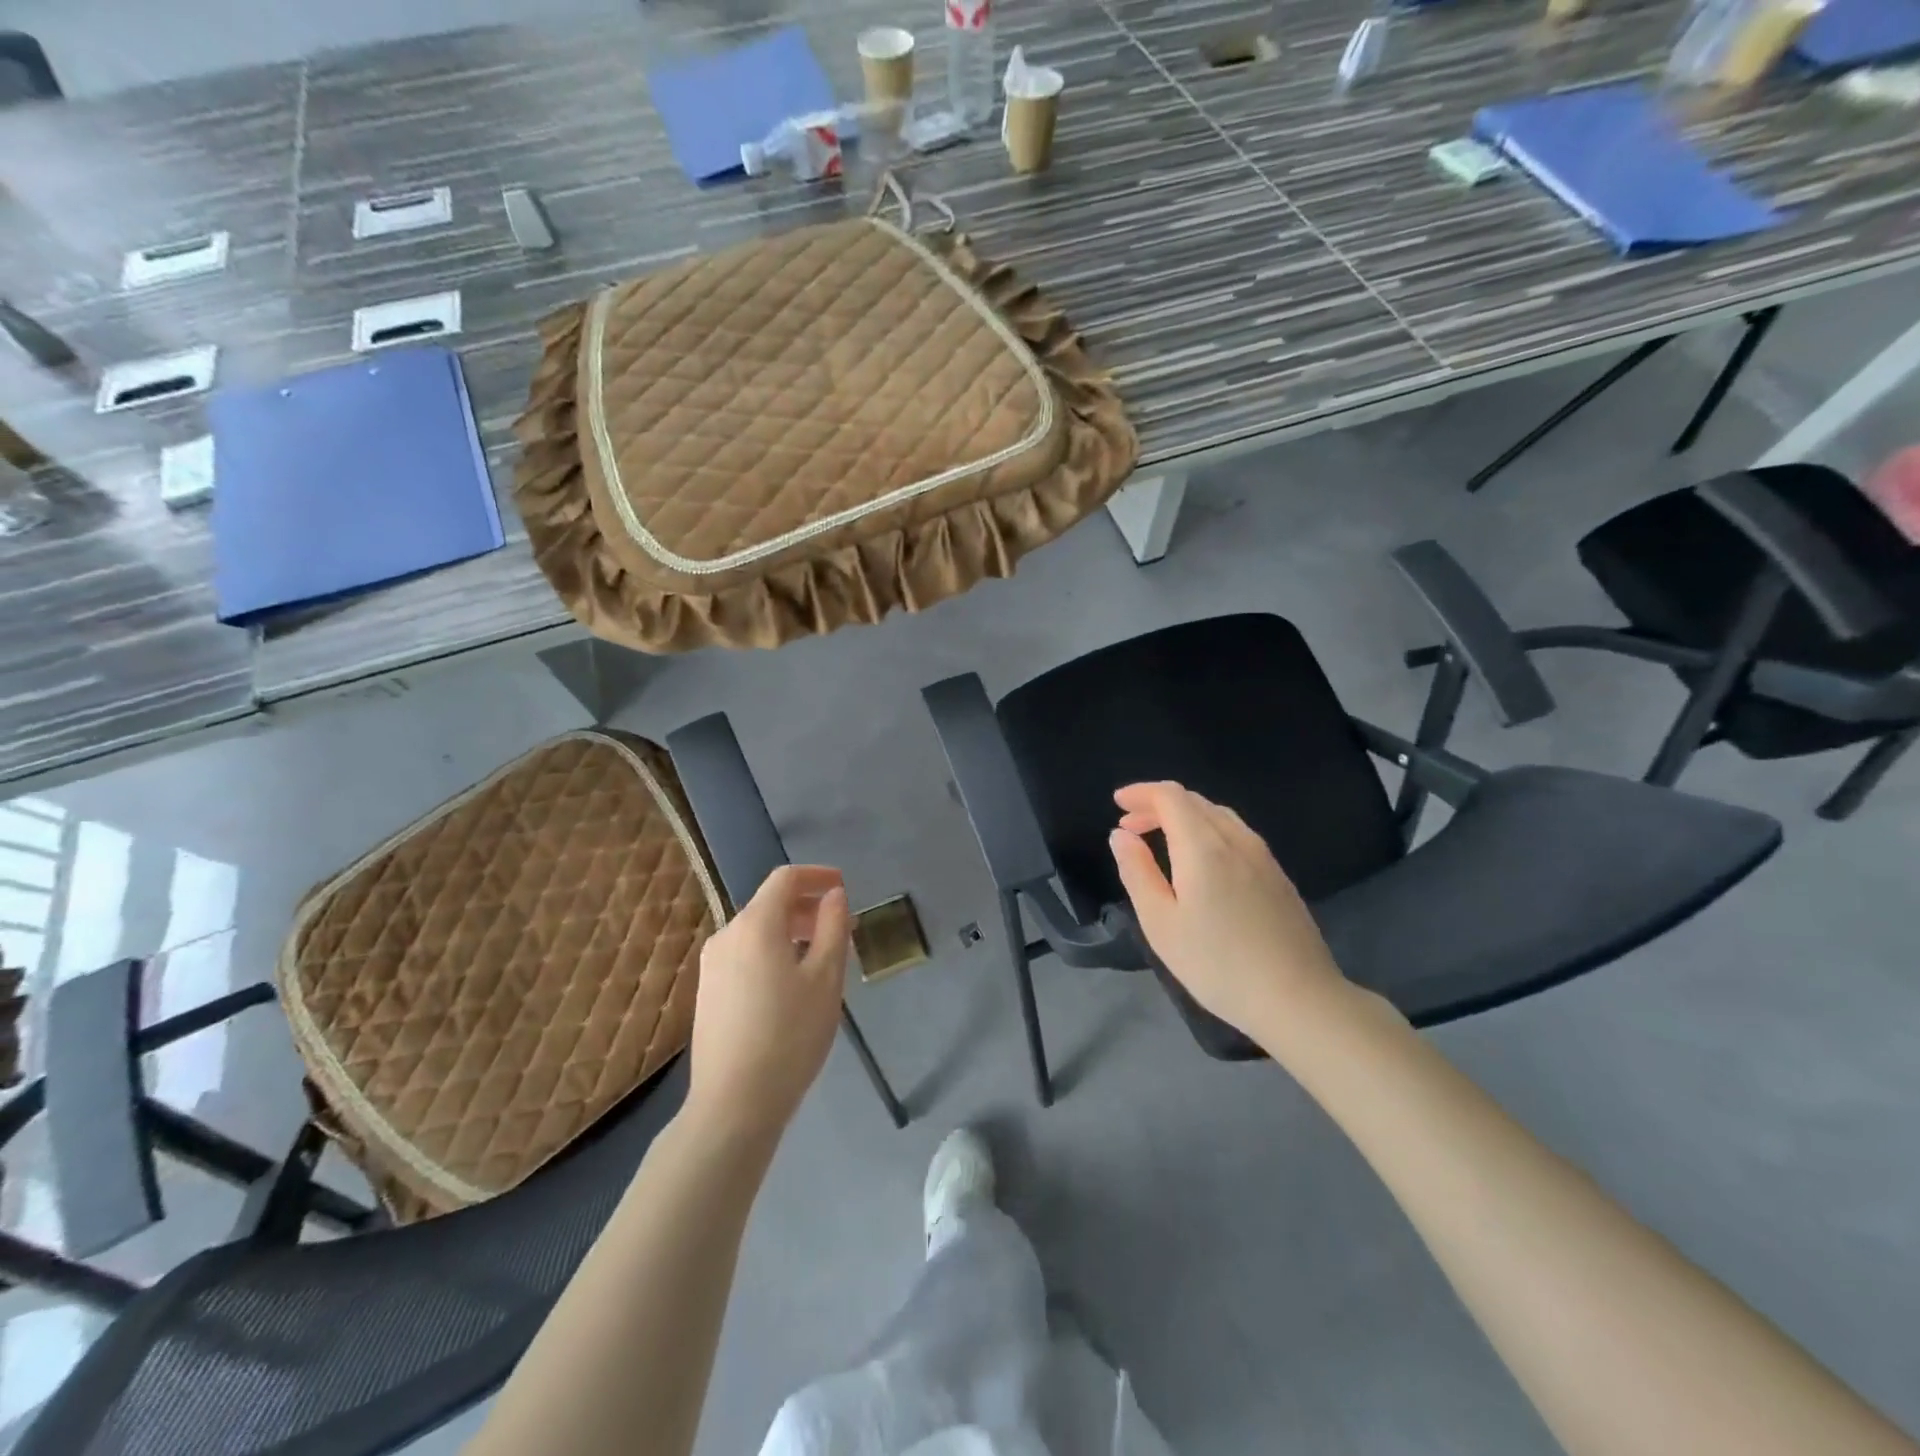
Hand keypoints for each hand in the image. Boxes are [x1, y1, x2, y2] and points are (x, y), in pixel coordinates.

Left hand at [687, 865, 849, 1138]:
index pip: (785, 879)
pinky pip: (746, 954)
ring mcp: (712, 965)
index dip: (817, 876)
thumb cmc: (790, 1035)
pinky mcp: (708, 992)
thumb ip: (833, 927)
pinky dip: (773, 952)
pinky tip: (792, 984)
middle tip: (843, 929)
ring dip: (792, 932)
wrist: (734, 1103)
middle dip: (808, 908)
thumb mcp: (826, 977)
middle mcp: (727, 935)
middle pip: (770, 904)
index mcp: (755, 924)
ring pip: (758, 931)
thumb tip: (834, 895)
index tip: (843, 887)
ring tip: (822, 959)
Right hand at [1108, 782, 1346, 1046]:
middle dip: (1158, 804)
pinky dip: (1207, 831)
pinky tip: (1200, 861)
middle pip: (1194, 801)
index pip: (1171, 797)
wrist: (1299, 999)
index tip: (1118, 803)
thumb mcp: (1161, 923)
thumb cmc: (1218, 964)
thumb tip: (1121, 835)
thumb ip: (1137, 872)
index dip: (1141, 793)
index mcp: (1203, 847)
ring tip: (1160, 839)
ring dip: (1184, 816)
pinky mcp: (1278, 875)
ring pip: (1218, 816)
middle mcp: (1236, 839)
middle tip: (1130, 825)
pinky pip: (1236, 834)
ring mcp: (1263, 856)